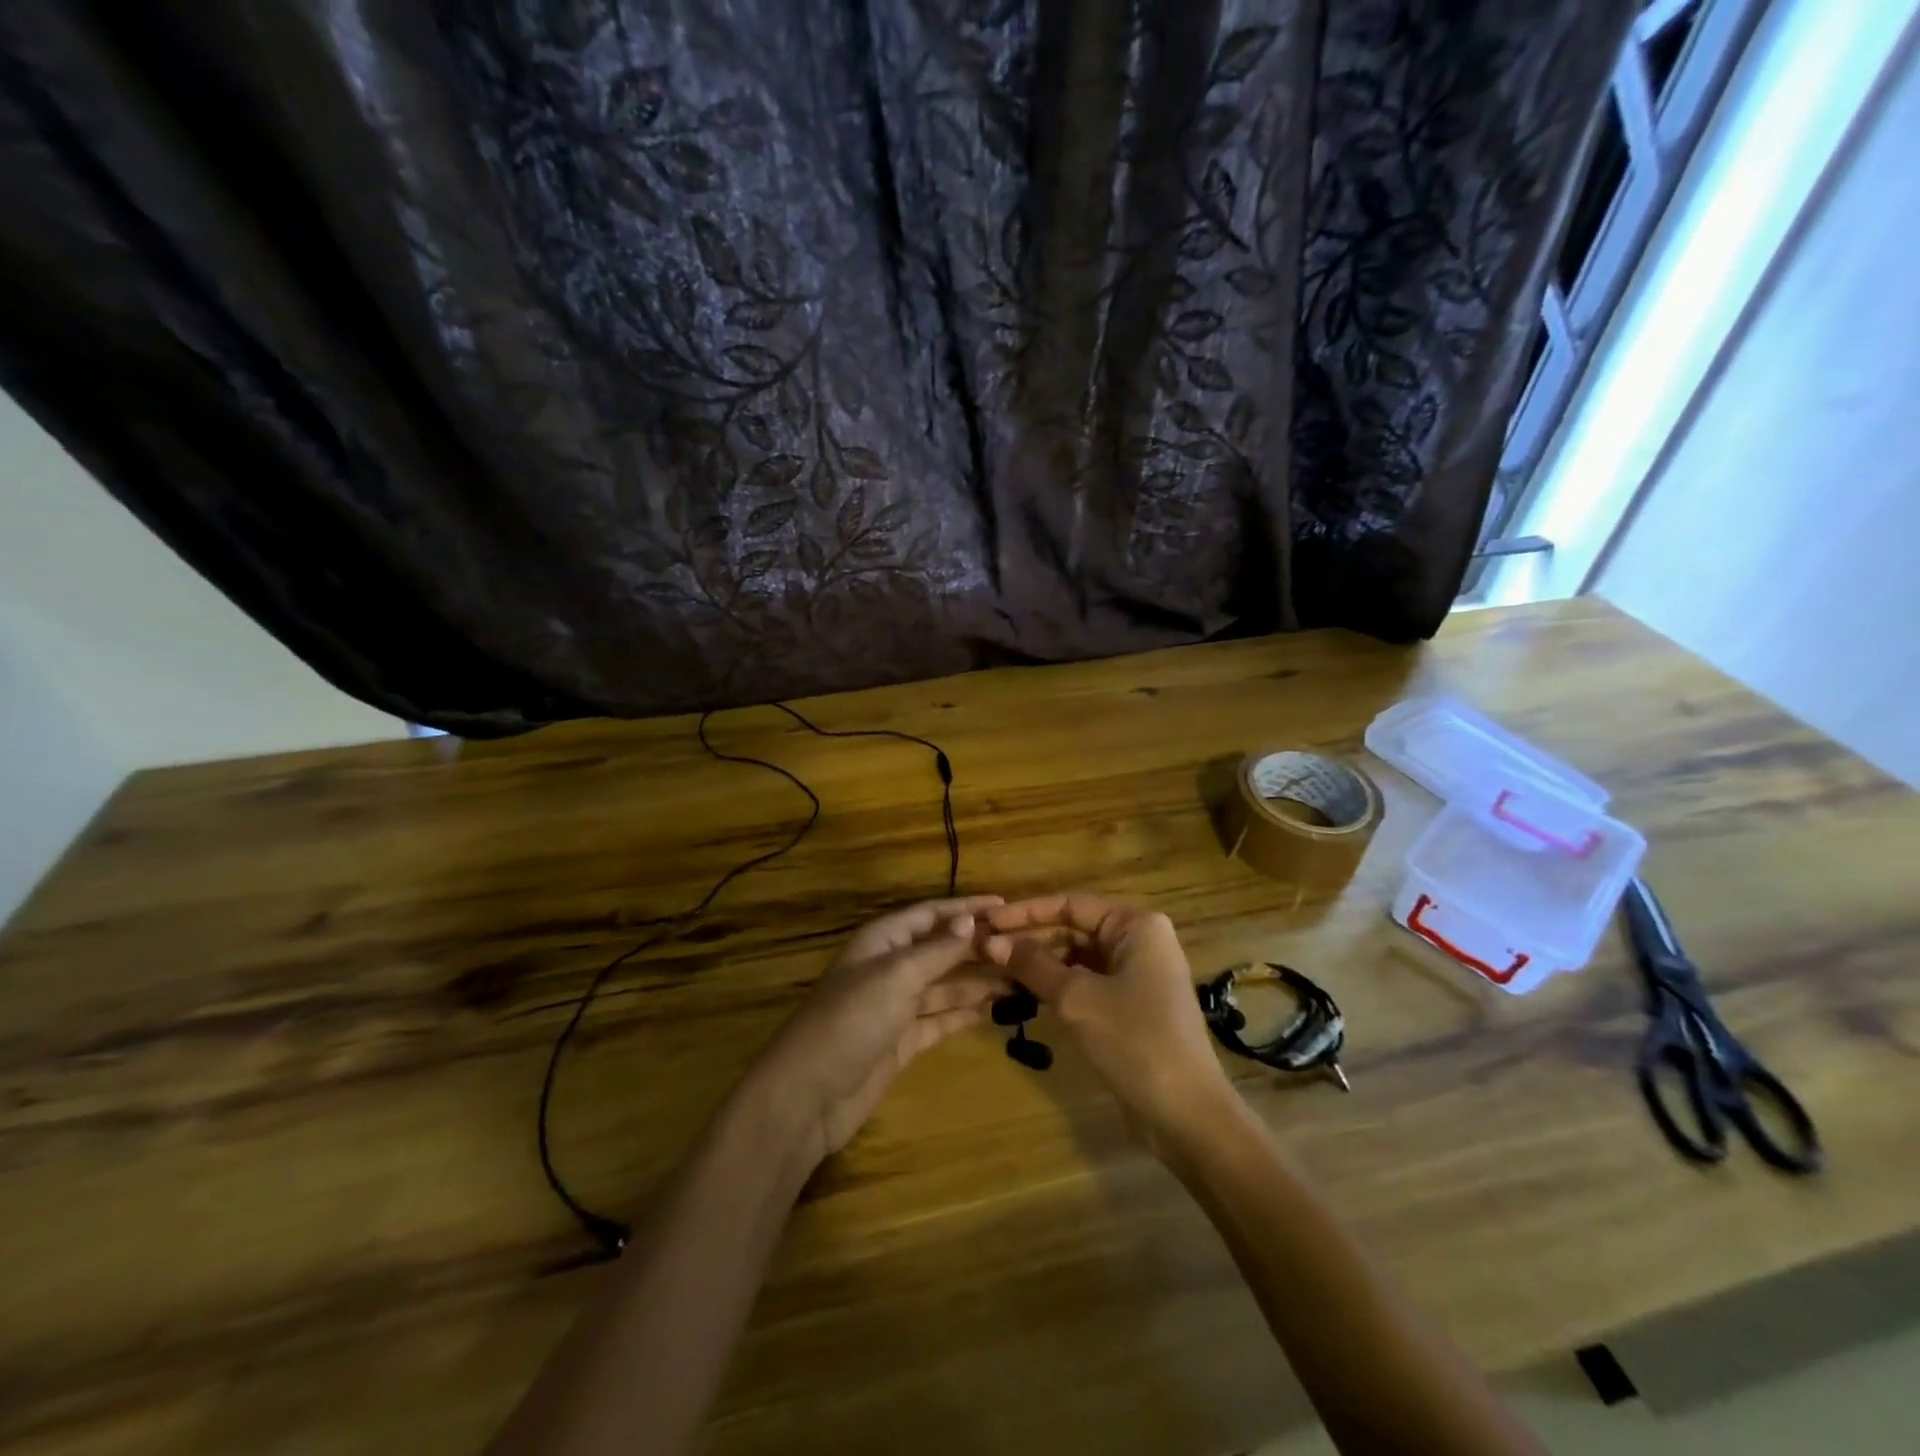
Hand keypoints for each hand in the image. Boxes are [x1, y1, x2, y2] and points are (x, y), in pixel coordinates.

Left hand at [745, 896, 1010, 1171]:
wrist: (808, 1095)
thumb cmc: (851, 1020)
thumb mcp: (896, 976)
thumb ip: (937, 950)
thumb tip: (970, 920)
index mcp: (884, 940)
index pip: (932, 913)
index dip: (967, 908)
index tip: (1007, 905)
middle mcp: (891, 966)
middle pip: (942, 948)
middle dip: (978, 946)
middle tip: (1025, 948)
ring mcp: (896, 1005)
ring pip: (945, 984)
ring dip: (979, 981)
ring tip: (1021, 979)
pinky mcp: (902, 1041)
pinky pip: (941, 1018)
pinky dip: (965, 1013)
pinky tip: (995, 1010)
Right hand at [985, 894, 1234, 1148]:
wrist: (1187, 1115)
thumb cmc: (1135, 1041)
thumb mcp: (1077, 999)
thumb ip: (1032, 965)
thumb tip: (989, 942)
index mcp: (1136, 926)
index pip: (1070, 904)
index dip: (1025, 912)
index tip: (987, 922)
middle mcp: (1139, 942)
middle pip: (1073, 929)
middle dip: (1030, 940)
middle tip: (984, 951)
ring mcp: (1136, 976)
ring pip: (1077, 958)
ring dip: (1039, 964)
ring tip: (996, 972)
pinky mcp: (1131, 1006)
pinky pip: (1086, 984)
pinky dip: (1056, 986)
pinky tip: (1024, 994)